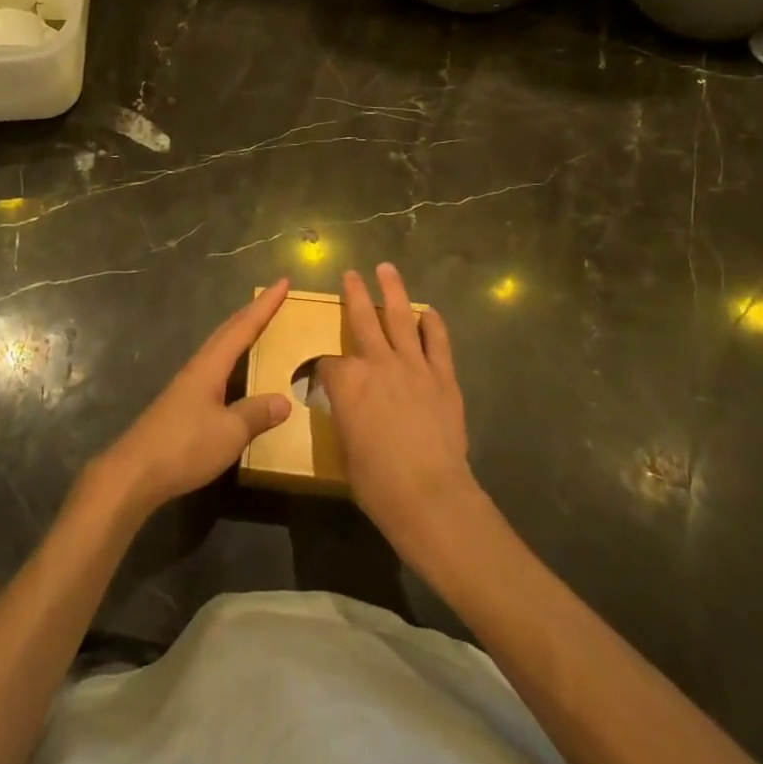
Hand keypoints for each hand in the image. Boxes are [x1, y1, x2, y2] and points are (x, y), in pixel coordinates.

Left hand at [91, 280, 294, 517]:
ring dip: (239, 334)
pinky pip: (213, 369)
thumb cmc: (184, 446)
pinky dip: (230, 360)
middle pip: (227, 332)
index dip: (265, 306)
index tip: (282, 282)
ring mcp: (186, 386)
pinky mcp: (180, 405)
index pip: (243, 328)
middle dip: (252, 313)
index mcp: (210, 366)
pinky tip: (233, 374)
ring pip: (218, 349)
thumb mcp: (230, 432)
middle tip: (274, 298)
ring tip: (258, 327)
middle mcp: (197, 368)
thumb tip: (284, 400)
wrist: (134, 472)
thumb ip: (256, 414)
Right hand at [319, 264, 478, 557]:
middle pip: (362, 319)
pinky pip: (437, 342)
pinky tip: (428, 312)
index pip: (327, 364)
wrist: (429, 494)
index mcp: (346, 381)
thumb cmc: (376, 481)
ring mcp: (413, 366)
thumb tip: (348, 408)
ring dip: (393, 290)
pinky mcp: (443, 377)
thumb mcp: (344, 446)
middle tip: (350, 273)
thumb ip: (345, 416)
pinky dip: (433, 324)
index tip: (320, 379)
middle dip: (354, 294)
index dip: (321, 370)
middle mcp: (377, 363)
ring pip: (400, 318)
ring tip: (387, 269)